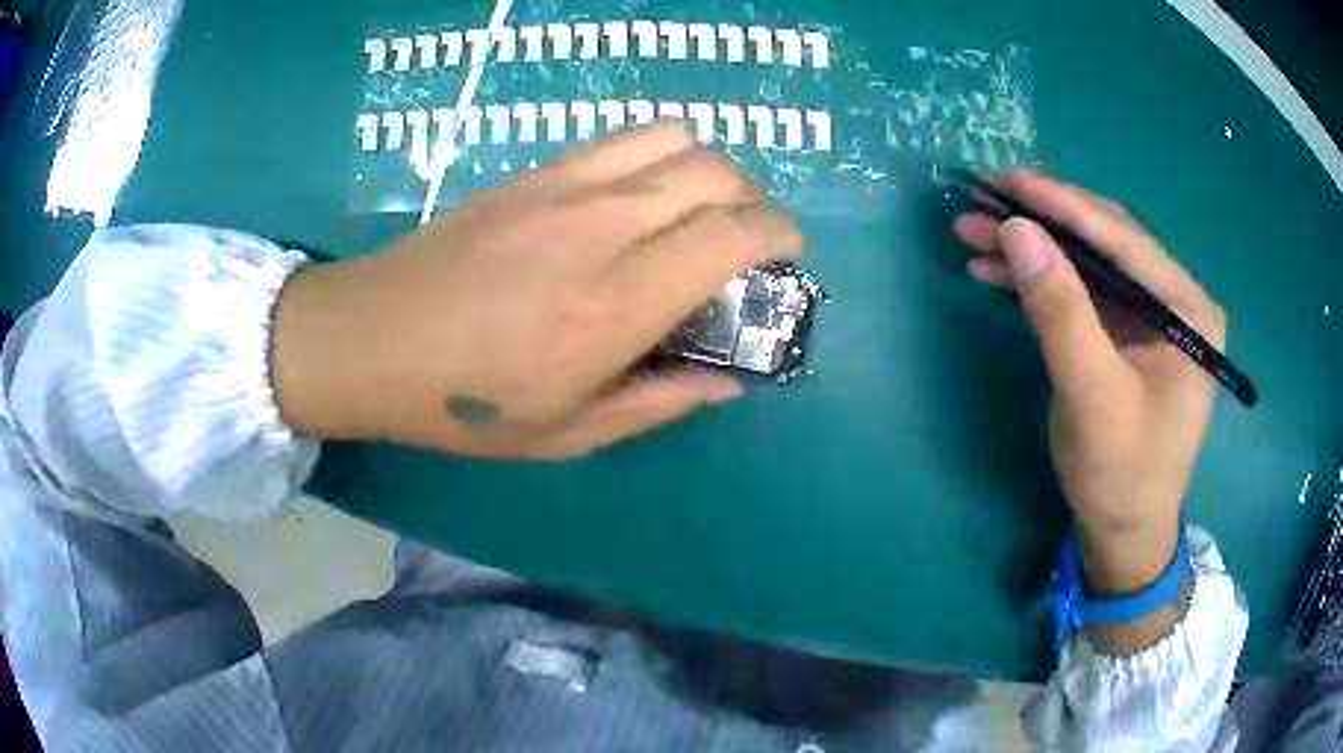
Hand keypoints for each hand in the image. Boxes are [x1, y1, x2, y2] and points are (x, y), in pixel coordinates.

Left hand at [271, 124, 802, 458]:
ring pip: (676, 138)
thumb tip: (727, 383)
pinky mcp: (534, 171)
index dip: (778, 236)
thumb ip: (659, 403)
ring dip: (711, 167)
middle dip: (755, 199)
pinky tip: (644, 192)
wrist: (370, 339)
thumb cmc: (463, 402)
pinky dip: (661, 153)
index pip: (731, 235)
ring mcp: (564, 186)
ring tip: (702, 208)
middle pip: (716, 173)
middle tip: (748, 239)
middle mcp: (602, 227)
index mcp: (616, 304)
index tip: (787, 256)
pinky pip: (623, 137)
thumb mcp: (566, 434)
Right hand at [953, 170, 1223, 602]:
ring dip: (1034, 247)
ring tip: (975, 235)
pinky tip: (999, 272)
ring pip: (1089, 261)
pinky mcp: (1127, 331)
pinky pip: (1083, 290)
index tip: (1007, 181)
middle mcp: (1175, 299)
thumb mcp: (1092, 396)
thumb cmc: (1121, 474)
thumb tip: (1018, 230)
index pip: (1124, 240)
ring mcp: (1151, 314)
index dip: (1064, 206)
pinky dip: (1042, 279)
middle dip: (1043, 220)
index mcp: (1188, 310)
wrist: (1124, 531)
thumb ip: (1061, 311)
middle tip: (984, 200)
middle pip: (1106, 240)